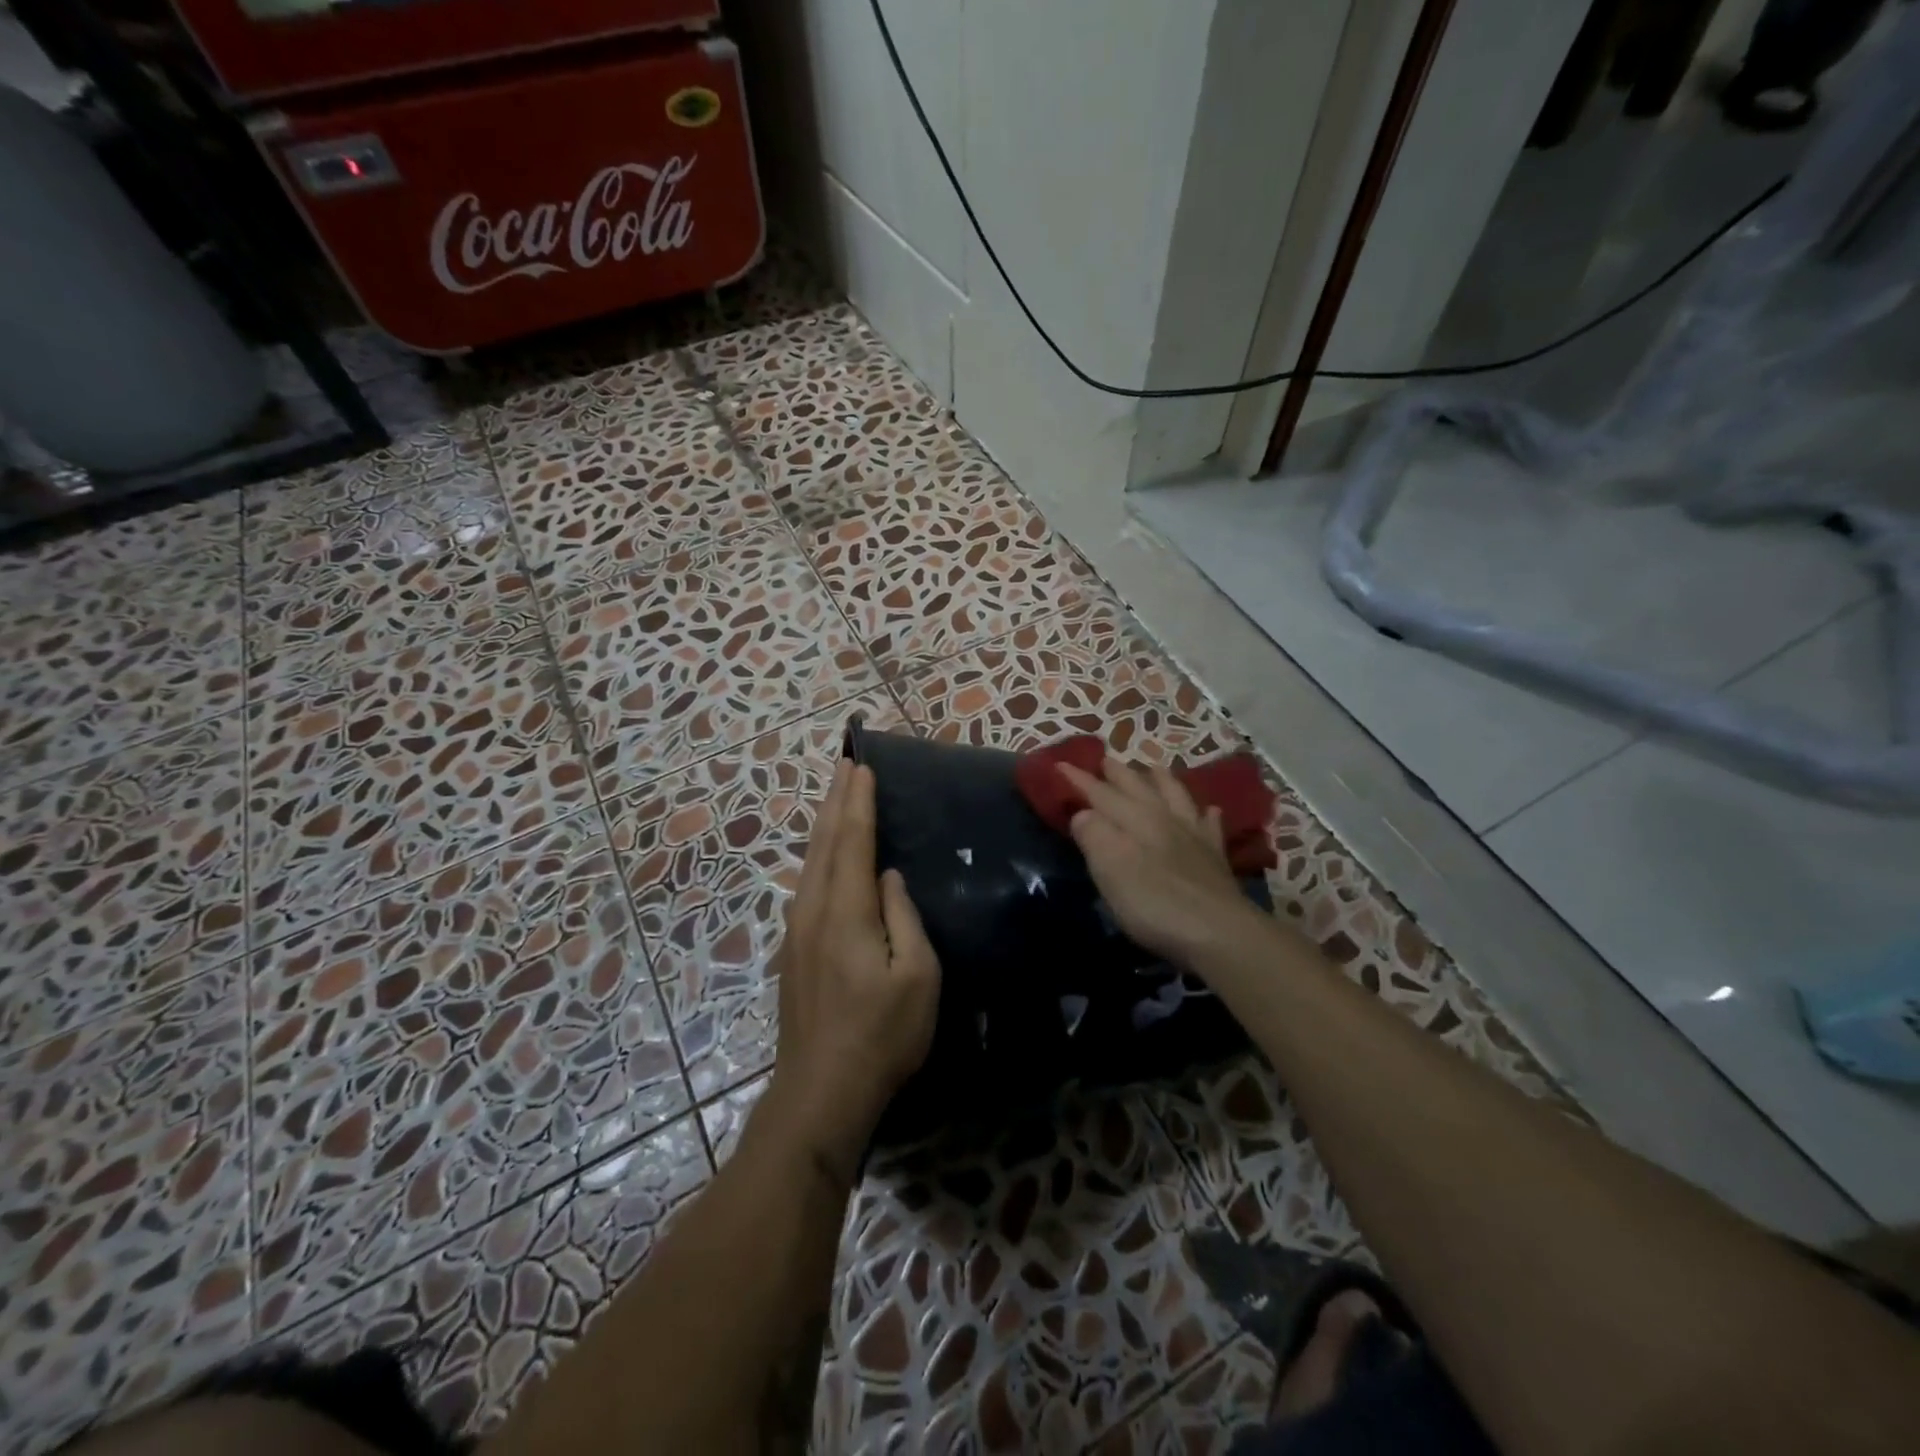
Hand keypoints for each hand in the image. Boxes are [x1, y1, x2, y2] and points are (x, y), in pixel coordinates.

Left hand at [767, 759, 940, 1180]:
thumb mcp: (917, 977)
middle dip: (836, 801)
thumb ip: (904, 918)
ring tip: (834, 798)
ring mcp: (797, 930)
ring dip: (824, 825)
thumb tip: (889, 877)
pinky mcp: (793, 949)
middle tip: (844, 765)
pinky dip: (817, 855)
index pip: (853, 842)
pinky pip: (806, 883)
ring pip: (810, 863)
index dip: (859, 803)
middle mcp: (814, 910)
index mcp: (846, 912)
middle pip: (824, 843)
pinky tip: (822, 856)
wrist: (821, 1090)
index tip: (862, 768)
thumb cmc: (882, 1034)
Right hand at [1060, 756, 1262, 965]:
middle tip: (1105, 758)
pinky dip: (1206, 814)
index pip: (1100, 794)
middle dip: (1118, 773)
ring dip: (1162, 780)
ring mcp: (1194, 836)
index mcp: (1135, 820)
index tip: (1060, 764)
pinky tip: (1208, 810)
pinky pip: (1210, 826)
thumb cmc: (1155, 903)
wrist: (1220, 933)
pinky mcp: (1215, 858)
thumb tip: (1083, 813)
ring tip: (1153, 767)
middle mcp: (1164, 819)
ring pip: (1176, 797)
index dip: (1079, 779)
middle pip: (1138, 788)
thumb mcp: (1111, 870)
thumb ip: (1094, 835)